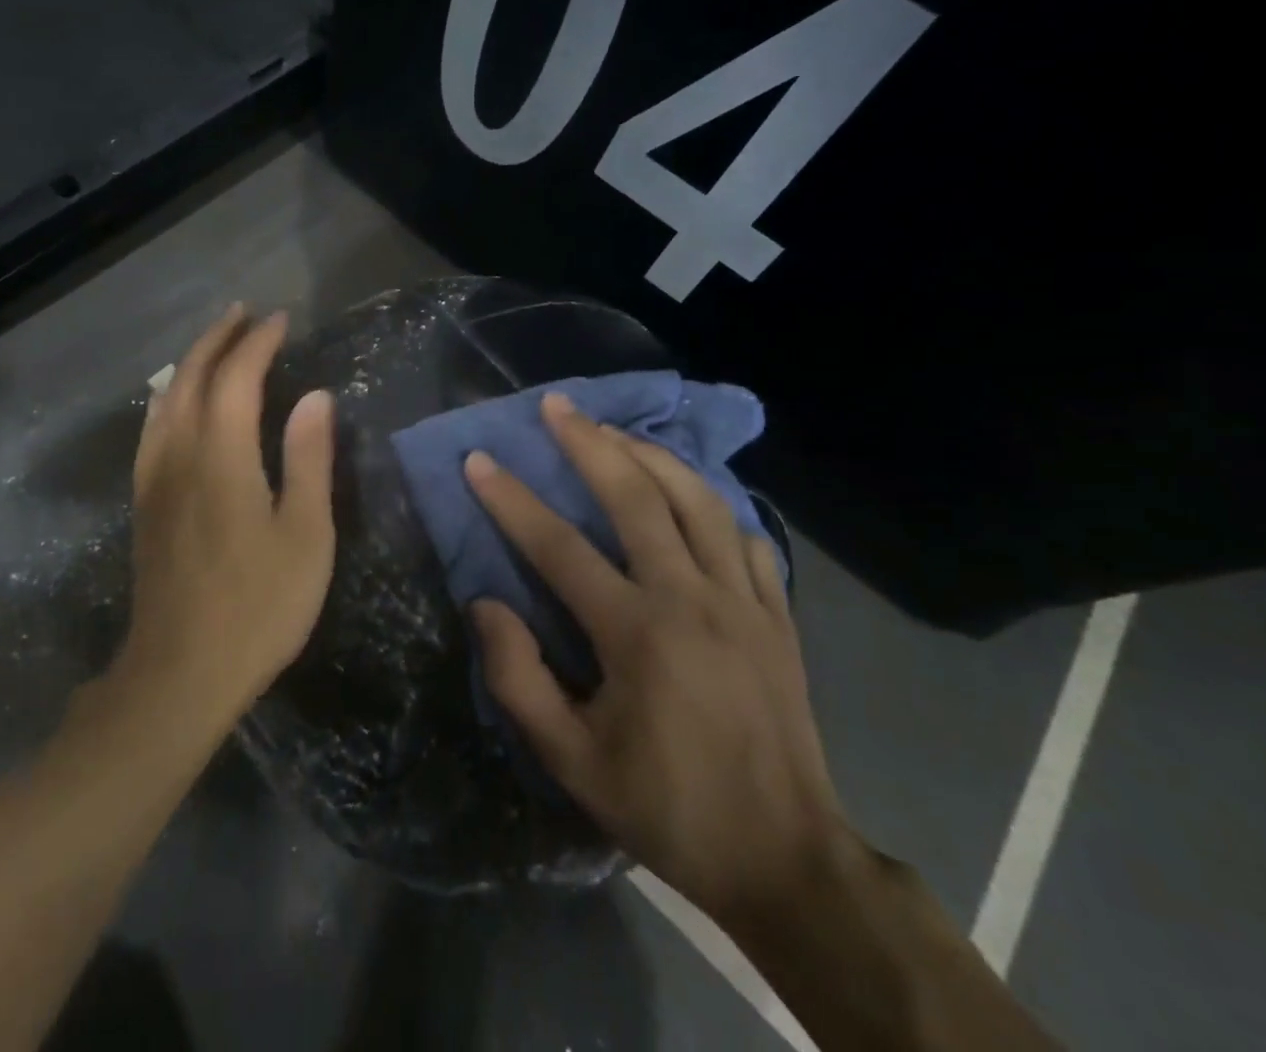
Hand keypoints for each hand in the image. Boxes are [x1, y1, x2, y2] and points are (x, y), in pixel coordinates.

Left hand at [121, 304, 335, 722]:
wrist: (180, 672)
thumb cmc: (258, 605)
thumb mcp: (305, 534)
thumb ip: (309, 459)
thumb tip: (316, 397)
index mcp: (221, 455)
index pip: (237, 376)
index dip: (258, 342)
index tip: (281, 320)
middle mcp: (179, 452)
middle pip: (191, 375)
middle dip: (218, 337)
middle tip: (244, 313)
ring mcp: (153, 477)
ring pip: (165, 397)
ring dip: (190, 360)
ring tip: (216, 342)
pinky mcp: (143, 501)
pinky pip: (152, 426)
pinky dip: (169, 395)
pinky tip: (176, 400)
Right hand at [465, 392, 856, 926]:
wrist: (787, 861)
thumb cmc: (668, 808)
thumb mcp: (572, 762)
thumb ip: (518, 679)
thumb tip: (484, 604)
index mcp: (637, 634)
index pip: (558, 547)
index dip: (511, 500)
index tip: (478, 461)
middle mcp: (693, 599)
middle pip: (636, 498)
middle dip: (589, 444)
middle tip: (556, 405)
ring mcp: (745, 601)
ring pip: (698, 501)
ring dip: (651, 456)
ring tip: (615, 431)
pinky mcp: (779, 615)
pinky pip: (746, 537)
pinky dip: (714, 506)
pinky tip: (690, 496)